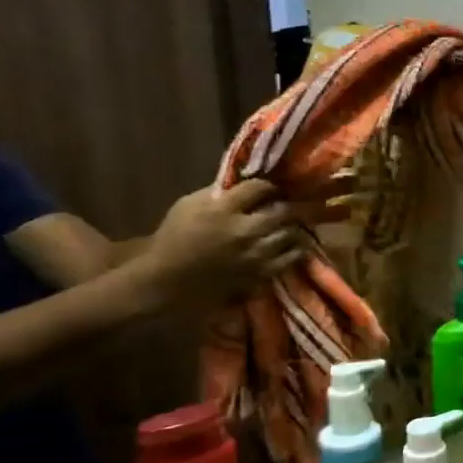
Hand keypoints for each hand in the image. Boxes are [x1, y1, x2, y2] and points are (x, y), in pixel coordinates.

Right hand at [146, 180, 300, 301]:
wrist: (166, 279)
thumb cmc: (174, 238)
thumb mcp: (188, 205)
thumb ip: (218, 193)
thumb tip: (243, 183)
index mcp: (224, 210)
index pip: (259, 188)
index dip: (268, 185)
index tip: (269, 188)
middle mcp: (244, 230)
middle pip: (282, 210)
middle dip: (287, 205)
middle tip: (288, 205)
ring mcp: (256, 253)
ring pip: (291, 233)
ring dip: (293, 226)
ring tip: (290, 224)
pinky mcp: (261, 273)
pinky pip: (292, 257)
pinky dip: (296, 249)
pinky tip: (293, 245)